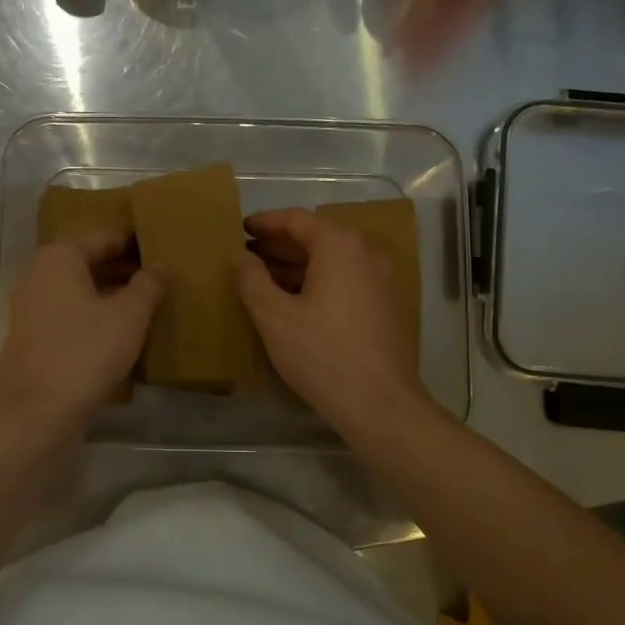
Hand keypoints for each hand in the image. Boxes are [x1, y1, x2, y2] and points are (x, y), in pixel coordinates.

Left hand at [0, 230, 163, 427]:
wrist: (36, 414)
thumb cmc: (84, 352)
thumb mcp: (129, 315)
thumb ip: (148, 285)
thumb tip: (162, 265)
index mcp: (59, 258)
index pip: (104, 238)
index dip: (135, 242)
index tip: (163, 246)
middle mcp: (39, 277)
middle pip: (90, 264)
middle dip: (125, 270)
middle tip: (163, 278)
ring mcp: (33, 311)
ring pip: (81, 294)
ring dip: (112, 297)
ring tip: (150, 305)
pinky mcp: (35, 342)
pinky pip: (72, 319)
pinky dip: (97, 320)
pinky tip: (124, 335)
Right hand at [235, 208, 426, 437]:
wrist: (381, 404)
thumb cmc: (322, 354)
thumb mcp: (274, 316)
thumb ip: (251, 279)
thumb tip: (238, 256)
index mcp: (340, 246)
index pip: (296, 220)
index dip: (265, 223)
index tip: (239, 229)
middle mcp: (367, 254)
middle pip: (316, 238)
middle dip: (279, 246)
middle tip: (246, 256)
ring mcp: (381, 280)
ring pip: (331, 262)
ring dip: (296, 266)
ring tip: (262, 279)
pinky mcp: (386, 306)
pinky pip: (345, 281)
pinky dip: (317, 283)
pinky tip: (293, 303)